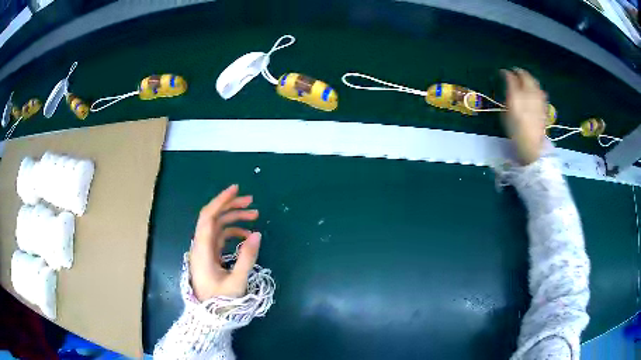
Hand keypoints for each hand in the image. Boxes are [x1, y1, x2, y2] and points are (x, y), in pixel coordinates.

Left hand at [189, 184, 261, 300]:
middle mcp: (201, 246)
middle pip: (212, 217)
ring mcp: (205, 251)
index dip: (220, 200)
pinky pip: (221, 237)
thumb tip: (258, 234)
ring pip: (218, 227)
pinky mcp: (210, 256)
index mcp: (202, 249)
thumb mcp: (237, 281)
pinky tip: (247, 236)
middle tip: (251, 202)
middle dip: (231, 206)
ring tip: (254, 216)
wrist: (209, 316)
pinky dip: (233, 232)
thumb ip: (247, 257)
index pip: (208, 217)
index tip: (236, 189)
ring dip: (234, 219)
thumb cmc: (220, 301)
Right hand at [502, 68, 547, 164]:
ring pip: (534, 81)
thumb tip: (509, 91)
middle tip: (514, 72)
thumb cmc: (515, 131)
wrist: (532, 145)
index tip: (502, 73)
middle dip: (519, 72)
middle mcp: (528, 92)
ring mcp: (538, 98)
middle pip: (525, 76)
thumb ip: (507, 99)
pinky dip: (536, 87)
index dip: (505, 73)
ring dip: (529, 78)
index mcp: (516, 94)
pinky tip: (534, 90)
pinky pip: (540, 90)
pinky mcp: (544, 104)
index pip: (510, 77)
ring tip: (525, 79)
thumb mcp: (505, 115)